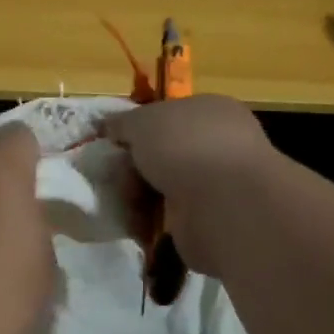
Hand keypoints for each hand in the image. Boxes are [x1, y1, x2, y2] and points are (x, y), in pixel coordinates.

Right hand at [101, 96, 283, 276]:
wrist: (223, 204)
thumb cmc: (185, 146)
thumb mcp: (141, 120)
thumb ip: (122, 122)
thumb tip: (110, 127)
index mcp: (209, 110)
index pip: (166, 116)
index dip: (137, 129)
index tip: (113, 143)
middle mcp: (217, 145)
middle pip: (159, 154)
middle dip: (132, 167)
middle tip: (116, 176)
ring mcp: (216, 186)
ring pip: (159, 187)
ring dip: (137, 196)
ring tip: (127, 203)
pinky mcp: (208, 222)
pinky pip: (166, 218)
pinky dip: (149, 222)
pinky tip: (139, 224)